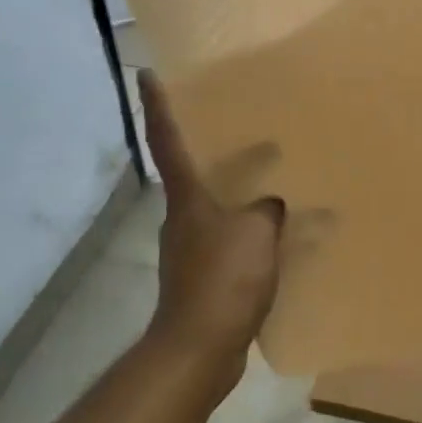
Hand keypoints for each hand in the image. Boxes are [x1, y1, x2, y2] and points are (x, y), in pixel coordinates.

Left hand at [138, 69, 285, 389]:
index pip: (167, 141)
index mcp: (187, 199)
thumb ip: (268, 209)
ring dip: (233, 192)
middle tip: (235, 123)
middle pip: (190, 172)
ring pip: (213, 207)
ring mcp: (190, 248)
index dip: (158, 106)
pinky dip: (248, 230)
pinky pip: (229, 239)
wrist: (199, 348)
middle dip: (207, 147)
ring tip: (267, 179)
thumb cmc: (223, 279)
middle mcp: (181, 218)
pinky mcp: (203, 276)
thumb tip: (272, 204)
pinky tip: (275, 234)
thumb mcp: (256, 232)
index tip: (146, 74)